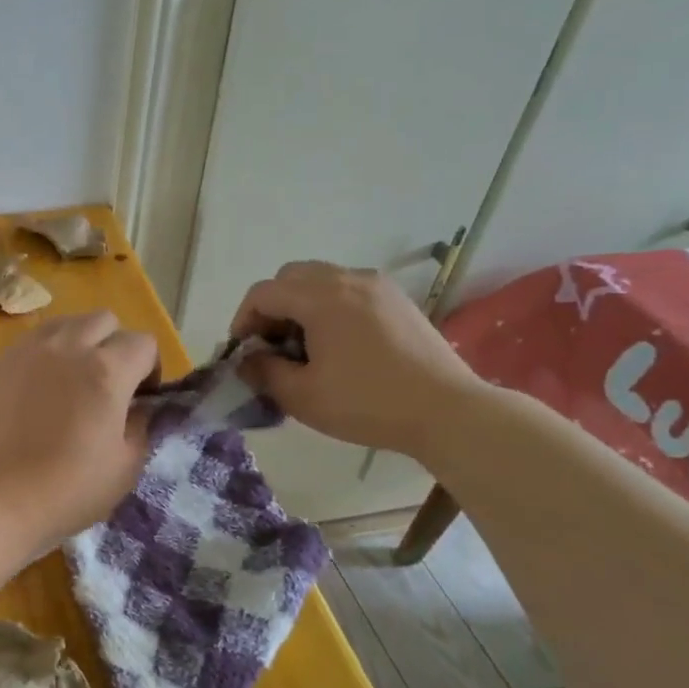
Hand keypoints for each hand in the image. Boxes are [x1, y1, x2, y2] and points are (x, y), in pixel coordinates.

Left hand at [0, 312, 158, 552]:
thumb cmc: (68, 489)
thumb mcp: (126, 466)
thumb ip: (141, 426)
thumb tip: (139, 407)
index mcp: (106, 370)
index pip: (143, 343)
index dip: (150, 368)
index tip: (142, 397)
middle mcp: (68, 347)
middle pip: (104, 320)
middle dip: (115, 345)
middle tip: (108, 383)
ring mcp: (28, 351)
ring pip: (65, 323)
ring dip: (79, 342)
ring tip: (72, 379)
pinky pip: (31, 342)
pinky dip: (45, 354)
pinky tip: (38, 389)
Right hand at [229, 262, 482, 458]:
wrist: (446, 410)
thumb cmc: (367, 403)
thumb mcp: (302, 396)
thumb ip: (264, 372)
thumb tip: (247, 360)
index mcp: (321, 298)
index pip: (263, 292)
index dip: (243, 319)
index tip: (243, 352)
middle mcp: (348, 279)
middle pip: (291, 276)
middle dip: (271, 307)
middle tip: (271, 345)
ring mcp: (378, 286)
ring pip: (321, 280)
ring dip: (300, 305)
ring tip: (303, 347)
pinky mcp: (397, 300)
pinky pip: (349, 290)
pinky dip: (329, 307)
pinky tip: (337, 345)